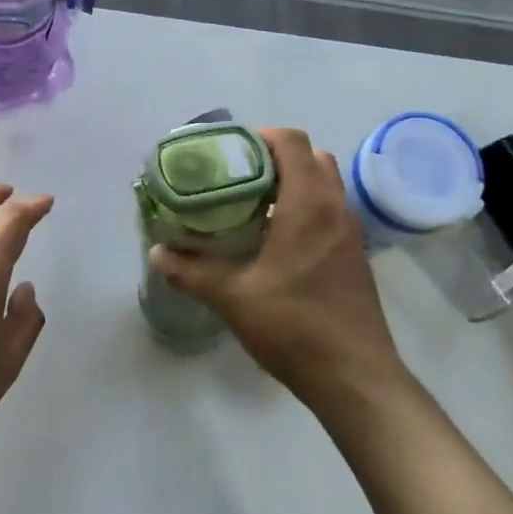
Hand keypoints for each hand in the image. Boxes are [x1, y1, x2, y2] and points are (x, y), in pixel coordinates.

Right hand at [149, 129, 405, 412]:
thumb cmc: (294, 328)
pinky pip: (331, 210)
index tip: (230, 151)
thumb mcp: (232, 298)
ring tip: (254, 204)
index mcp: (308, 205)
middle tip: (239, 176)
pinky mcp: (356, 255)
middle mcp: (335, 208)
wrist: (356, 377)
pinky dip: (307, 206)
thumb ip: (191, 272)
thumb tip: (157, 253)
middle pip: (312, 156)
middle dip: (276, 156)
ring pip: (326, 183)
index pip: (292, 141)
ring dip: (294, 181)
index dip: (260, 136)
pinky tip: (277, 239)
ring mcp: (351, 232)